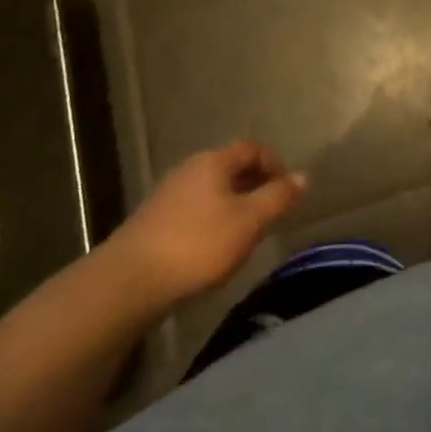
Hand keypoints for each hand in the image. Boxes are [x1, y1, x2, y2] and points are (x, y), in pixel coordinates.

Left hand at [108, 141, 306, 308]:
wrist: (127, 282)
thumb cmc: (197, 245)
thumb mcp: (249, 221)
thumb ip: (278, 197)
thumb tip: (303, 176)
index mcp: (214, 161)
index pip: (253, 148)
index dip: (275, 164)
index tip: (287, 192)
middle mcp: (189, 168)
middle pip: (230, 167)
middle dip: (254, 185)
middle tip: (270, 213)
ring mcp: (167, 194)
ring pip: (211, 190)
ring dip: (232, 204)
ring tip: (244, 234)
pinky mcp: (152, 221)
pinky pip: (193, 209)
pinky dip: (210, 220)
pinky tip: (211, 248)